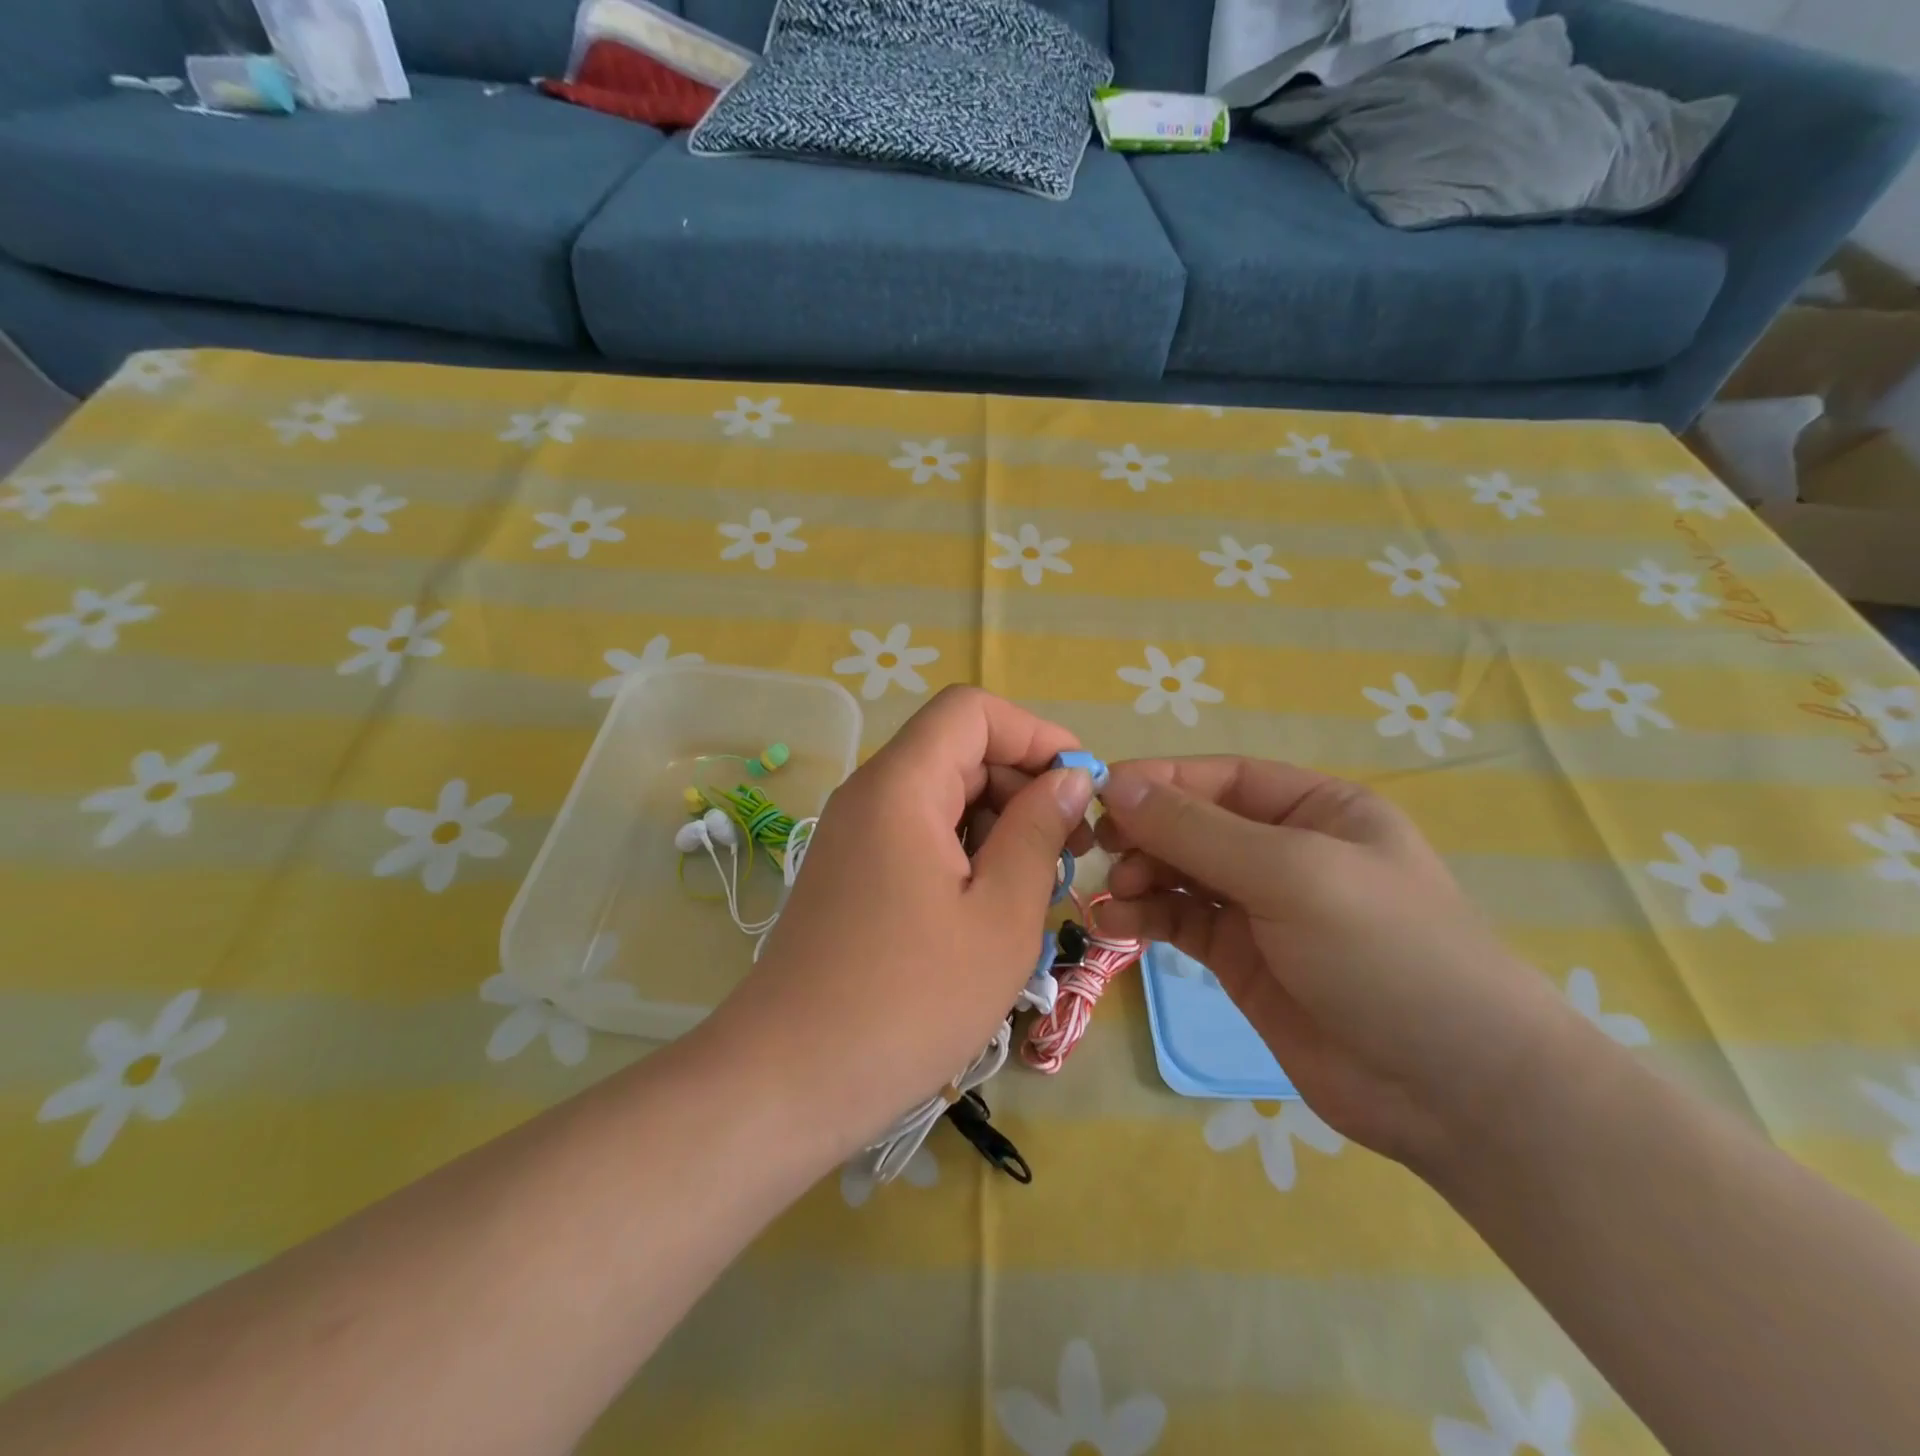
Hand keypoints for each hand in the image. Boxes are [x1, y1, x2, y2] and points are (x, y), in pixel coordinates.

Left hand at [698, 687, 1094, 1161]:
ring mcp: (855, 835)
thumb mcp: (1000, 915)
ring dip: (999, 825)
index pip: (972, 710)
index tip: (1081, 788)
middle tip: (1071, 852)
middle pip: (958, 750)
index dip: (1035, 734)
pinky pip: (919, 835)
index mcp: (901, 786)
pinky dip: (965, 853)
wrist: (791, 1080)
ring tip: (1037, 888)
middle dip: (1023, 784)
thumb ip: (1038, 831)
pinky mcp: (852, 873)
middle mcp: (870, 795)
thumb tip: (1070, 779)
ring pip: (942, 796)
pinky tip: (991, 908)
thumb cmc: (909, 1000)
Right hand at [1095, 757, 1578, 1170]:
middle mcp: (1284, 850)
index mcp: (1314, 809)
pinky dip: (1146, 917)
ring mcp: (1261, 908)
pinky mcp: (1241, 959)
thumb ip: (1197, 830)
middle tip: (1101, 850)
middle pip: (1194, 824)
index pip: (1220, 778)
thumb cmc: (1385, 953)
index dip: (1158, 781)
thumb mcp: (1291, 874)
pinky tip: (1116, 923)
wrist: (1455, 1092)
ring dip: (1140, 876)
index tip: (1098, 794)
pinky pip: (1181, 921)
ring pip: (1181, 873)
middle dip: (1146, 832)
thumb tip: (1115, 784)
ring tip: (1113, 894)